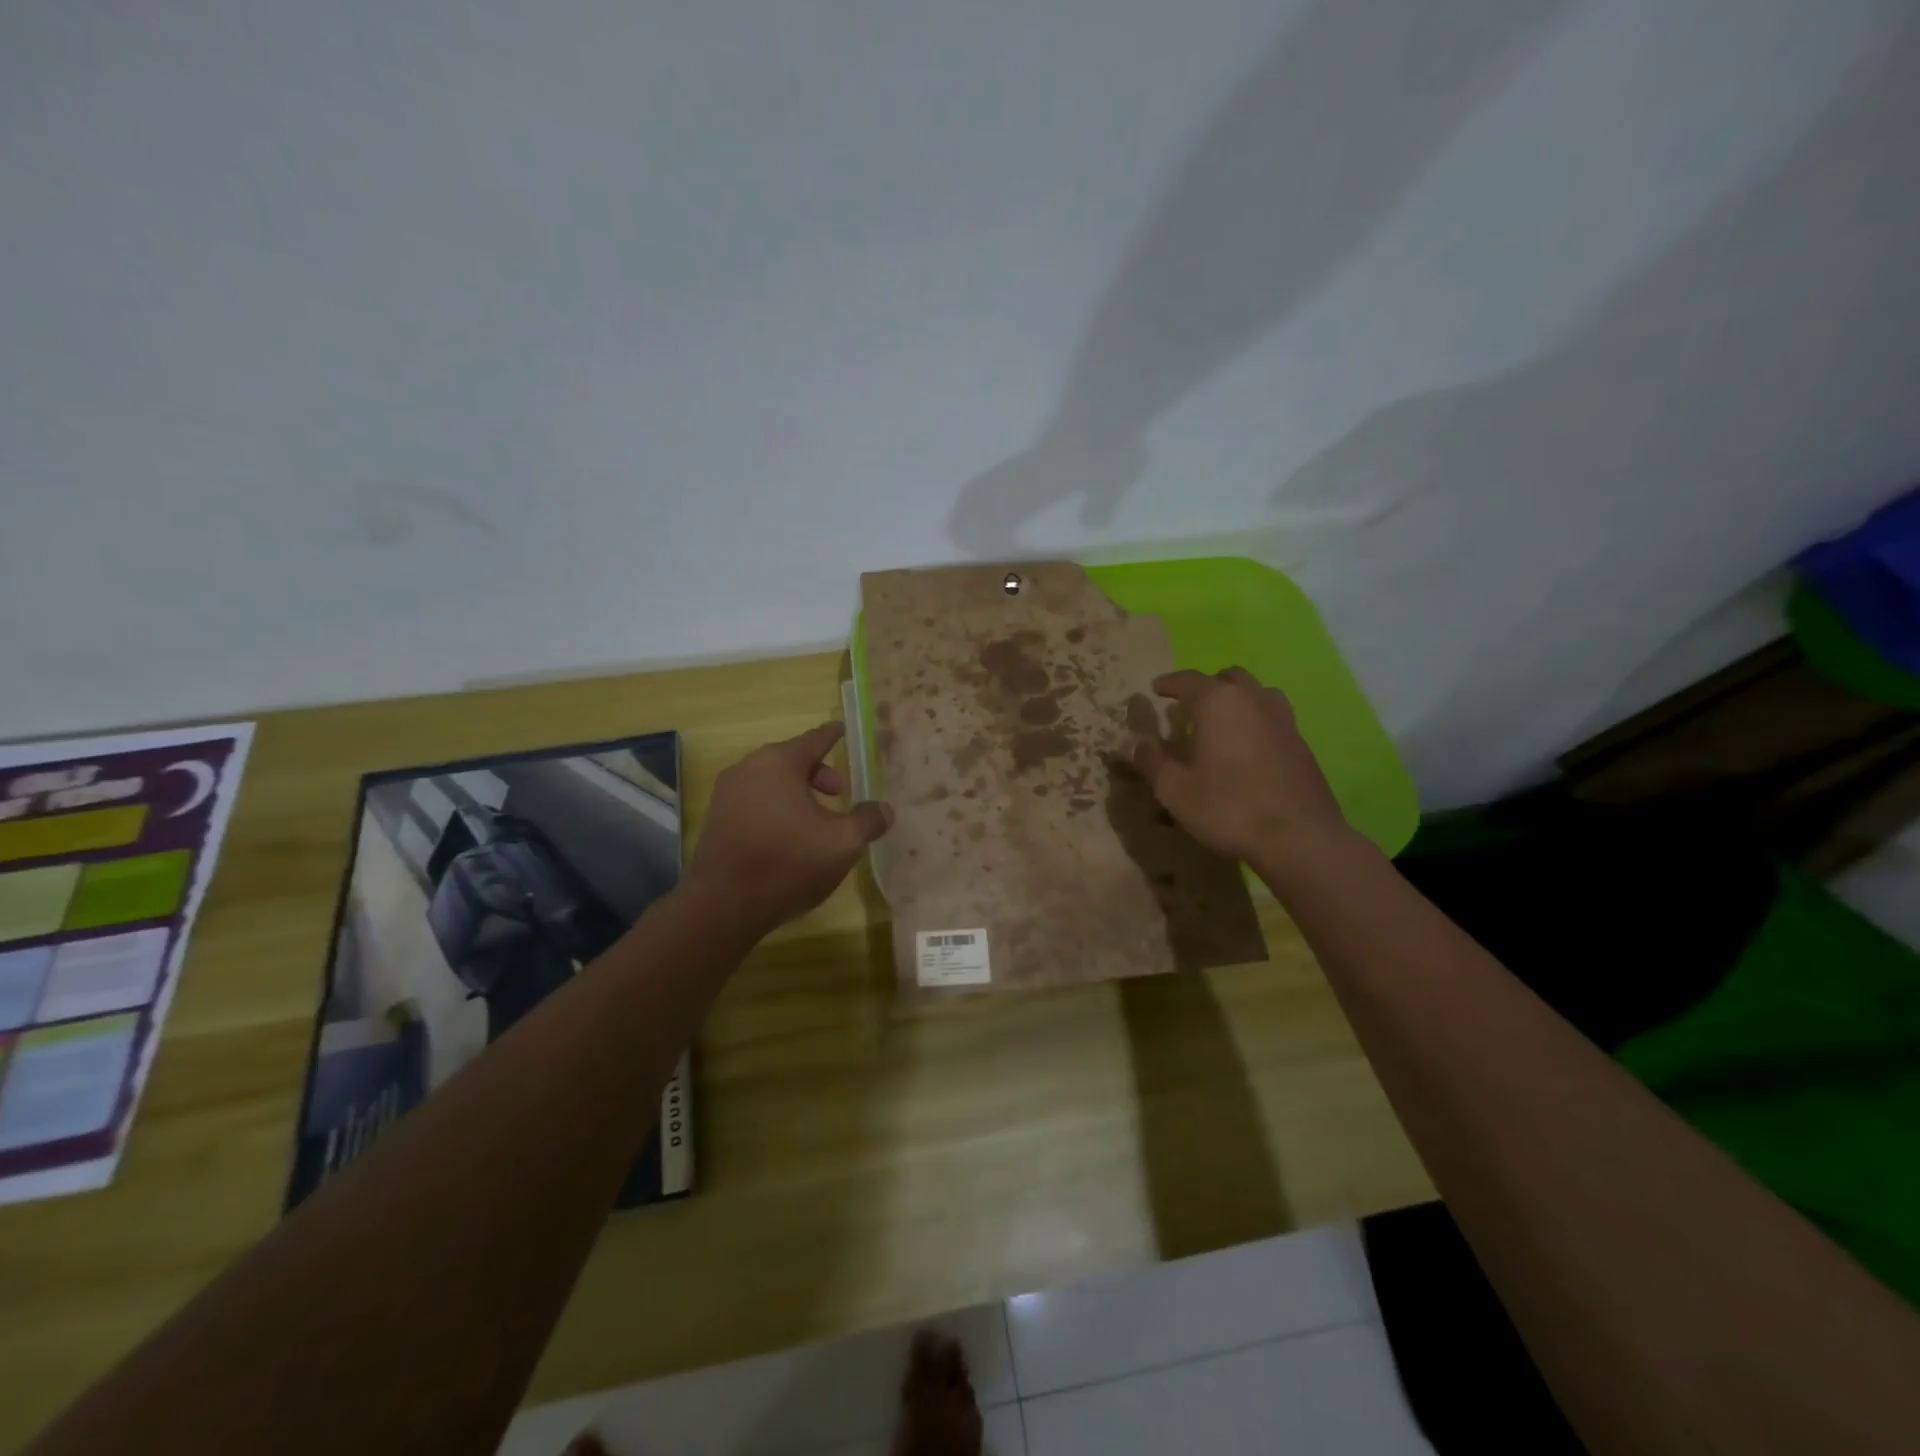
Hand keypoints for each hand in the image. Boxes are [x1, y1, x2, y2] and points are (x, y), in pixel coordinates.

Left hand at [686, 722, 892, 933]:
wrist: (723, 905)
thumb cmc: (788, 862)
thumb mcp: (842, 843)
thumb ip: (868, 820)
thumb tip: (884, 809)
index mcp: (779, 762)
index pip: (814, 740)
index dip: (832, 735)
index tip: (841, 728)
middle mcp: (748, 768)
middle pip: (790, 760)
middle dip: (818, 773)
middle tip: (838, 792)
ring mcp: (727, 794)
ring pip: (770, 782)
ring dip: (796, 793)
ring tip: (816, 820)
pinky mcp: (716, 821)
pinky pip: (754, 802)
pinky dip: (776, 808)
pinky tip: (788, 837)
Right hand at [1132, 668, 1349, 864]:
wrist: (1299, 837)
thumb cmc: (1228, 808)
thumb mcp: (1175, 790)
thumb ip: (1151, 761)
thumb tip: (1135, 743)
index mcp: (1218, 703)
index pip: (1188, 680)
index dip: (1168, 683)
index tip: (1155, 688)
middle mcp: (1253, 700)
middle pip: (1228, 678)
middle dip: (1206, 686)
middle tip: (1188, 705)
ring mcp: (1283, 720)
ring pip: (1256, 694)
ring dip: (1236, 699)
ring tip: (1221, 722)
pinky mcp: (1301, 743)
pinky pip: (1272, 717)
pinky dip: (1254, 721)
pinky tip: (1246, 747)